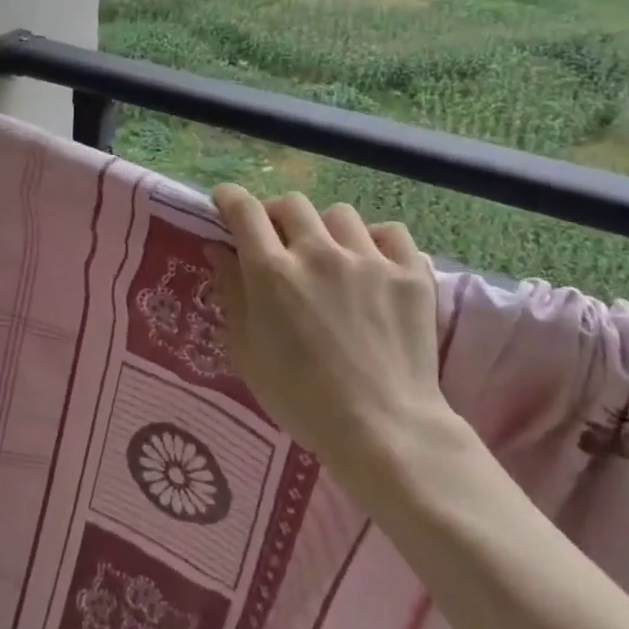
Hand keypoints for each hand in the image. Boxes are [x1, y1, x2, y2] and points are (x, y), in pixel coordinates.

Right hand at [204, 186, 453, 487]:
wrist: (384, 430)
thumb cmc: (302, 399)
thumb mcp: (248, 352)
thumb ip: (231, 293)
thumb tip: (218, 250)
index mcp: (273, 272)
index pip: (244, 210)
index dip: (230, 197)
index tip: (225, 201)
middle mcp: (318, 253)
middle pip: (291, 204)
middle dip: (276, 214)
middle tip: (278, 239)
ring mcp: (368, 259)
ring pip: (339, 213)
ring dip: (326, 229)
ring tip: (330, 254)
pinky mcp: (409, 273)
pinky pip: (391, 232)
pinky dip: (378, 240)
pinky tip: (373, 262)